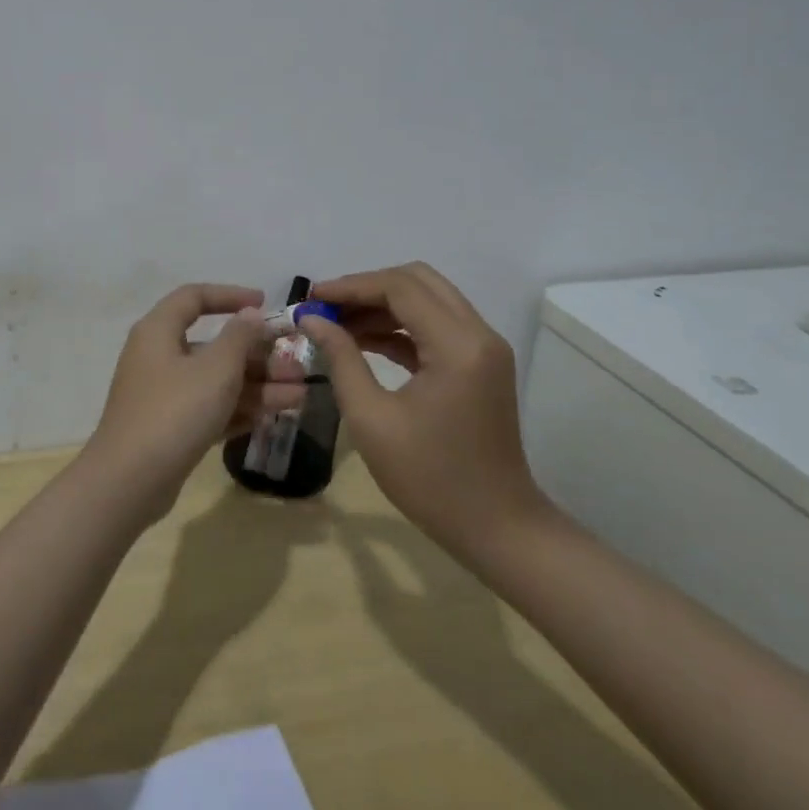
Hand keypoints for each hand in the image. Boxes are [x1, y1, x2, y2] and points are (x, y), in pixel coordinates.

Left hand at [83, 284, 299, 522]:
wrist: (129, 482)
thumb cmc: (174, 411)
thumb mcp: (215, 369)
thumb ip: (239, 338)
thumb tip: (250, 315)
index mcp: (159, 331)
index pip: (194, 298)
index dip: (230, 296)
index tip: (264, 304)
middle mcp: (158, 357)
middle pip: (214, 346)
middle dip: (258, 356)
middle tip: (296, 368)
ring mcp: (163, 395)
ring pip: (216, 381)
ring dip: (258, 386)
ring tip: (299, 397)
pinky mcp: (170, 428)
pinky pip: (210, 409)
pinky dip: (239, 410)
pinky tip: (274, 417)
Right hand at [298, 263, 548, 562]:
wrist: (497, 528)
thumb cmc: (430, 479)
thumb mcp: (372, 419)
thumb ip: (341, 359)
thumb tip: (312, 320)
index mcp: (458, 345)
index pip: (400, 288)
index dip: (351, 286)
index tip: (311, 299)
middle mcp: (478, 333)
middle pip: (418, 281)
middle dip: (367, 288)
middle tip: (325, 308)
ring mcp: (484, 348)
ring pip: (427, 300)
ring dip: (382, 305)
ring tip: (336, 324)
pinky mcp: (480, 364)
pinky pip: (436, 326)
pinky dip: (400, 326)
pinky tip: (363, 341)